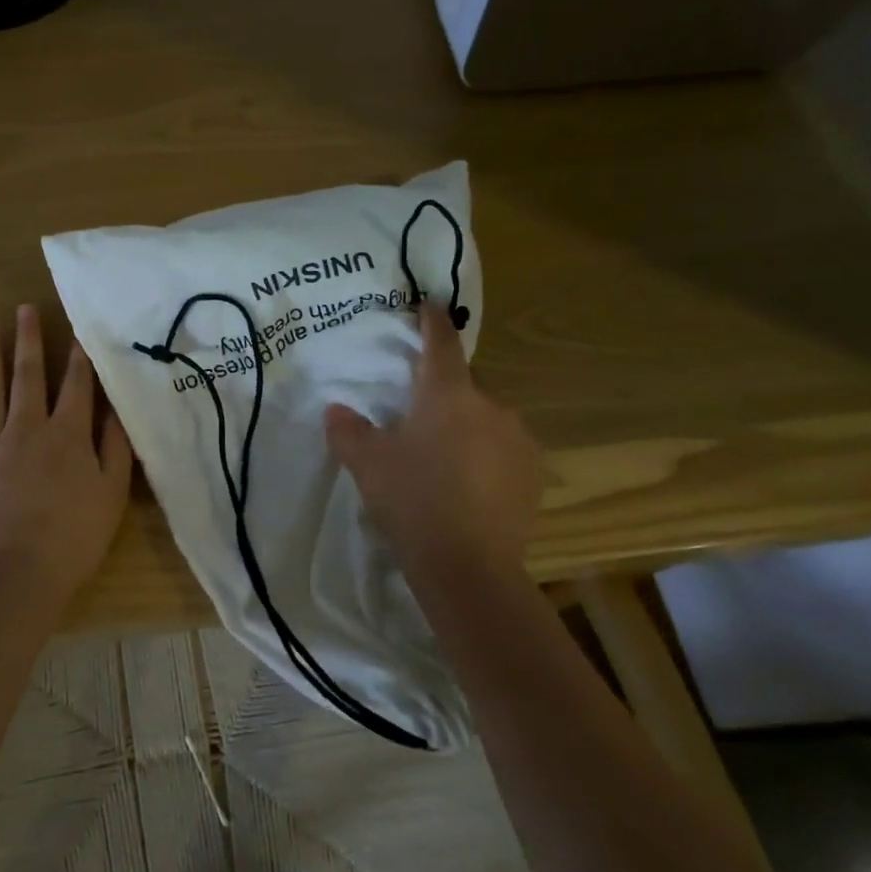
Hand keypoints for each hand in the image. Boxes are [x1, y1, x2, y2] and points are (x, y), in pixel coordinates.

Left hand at [0, 304, 132, 599]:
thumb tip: (113, 408)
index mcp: (66, 433)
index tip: (78, 329)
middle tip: (23, 309)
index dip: (79, 356)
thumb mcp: (113, 490)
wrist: (21, 573)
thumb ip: (114, 445)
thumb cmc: (76, 534)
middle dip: (28, 341)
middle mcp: (27, 429)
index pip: (76, 384)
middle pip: (28, 376)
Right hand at [324, 304, 540, 579]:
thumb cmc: (413, 500)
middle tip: (418, 416)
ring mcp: (518, 439)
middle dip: (444, 391)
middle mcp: (490, 405)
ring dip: (467, 426)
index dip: (433, 320)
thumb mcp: (368, 464)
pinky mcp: (534, 473)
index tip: (428, 305)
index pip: (442, 342)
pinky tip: (469, 484)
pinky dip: (487, 455)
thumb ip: (349, 431)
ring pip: (486, 418)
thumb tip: (336, 410)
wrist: (468, 567)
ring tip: (444, 459)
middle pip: (465, 383)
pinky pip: (504, 449)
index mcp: (448, 394)